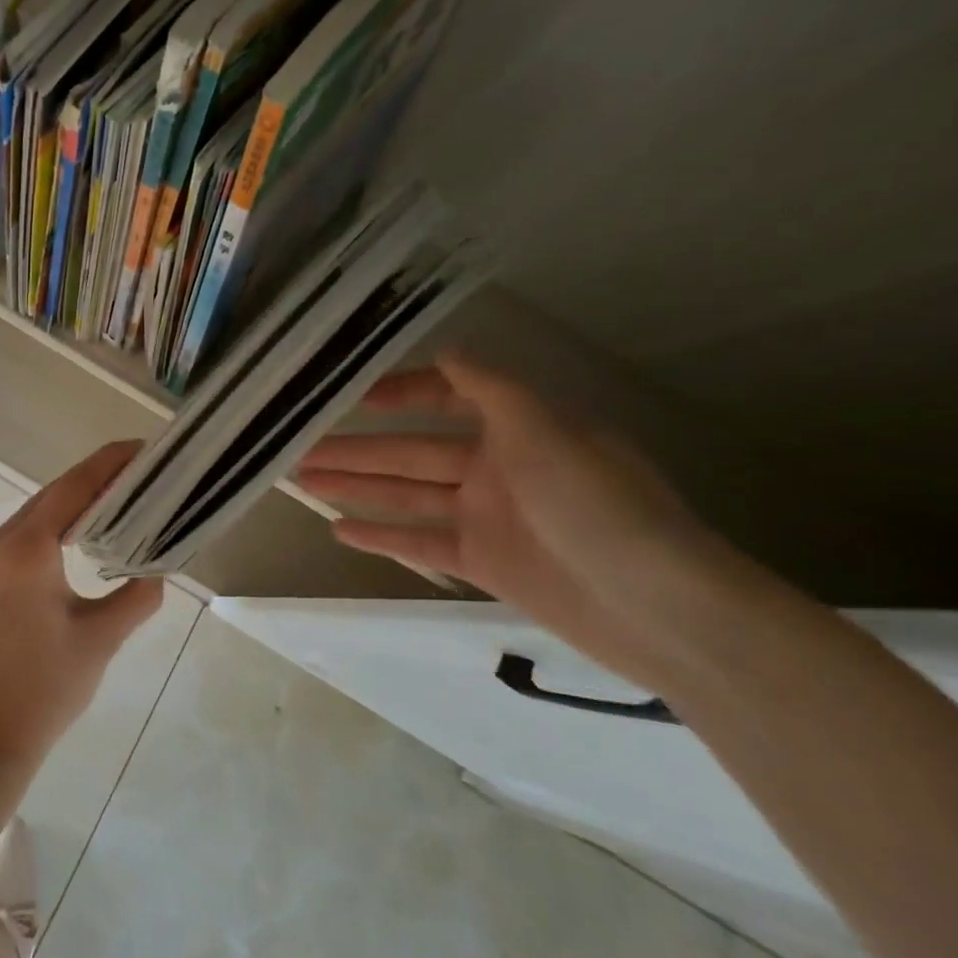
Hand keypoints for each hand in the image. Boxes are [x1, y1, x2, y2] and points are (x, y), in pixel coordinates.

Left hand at [0, 442, 163, 773]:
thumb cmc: (46, 690)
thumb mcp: (101, 639)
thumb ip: (138, 595)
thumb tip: (156, 569)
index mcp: (24, 552)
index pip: (72, 489)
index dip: (108, 465)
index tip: (139, 449)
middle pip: (49, 499)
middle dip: (92, 485)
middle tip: (135, 478)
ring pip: (29, 518)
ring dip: (67, 509)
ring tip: (111, 505)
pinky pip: (12, 540)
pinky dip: (44, 532)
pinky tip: (69, 541)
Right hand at [295, 355, 744, 693]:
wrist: (659, 608)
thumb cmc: (600, 505)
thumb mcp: (547, 431)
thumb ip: (491, 389)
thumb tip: (451, 349)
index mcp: (516, 429)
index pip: (448, 398)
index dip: (403, 393)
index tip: (355, 397)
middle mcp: (496, 467)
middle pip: (412, 451)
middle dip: (357, 448)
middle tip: (298, 446)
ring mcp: (486, 516)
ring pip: (406, 494)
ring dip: (356, 487)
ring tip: (302, 478)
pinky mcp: (483, 562)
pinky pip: (420, 541)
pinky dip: (381, 535)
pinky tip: (338, 528)